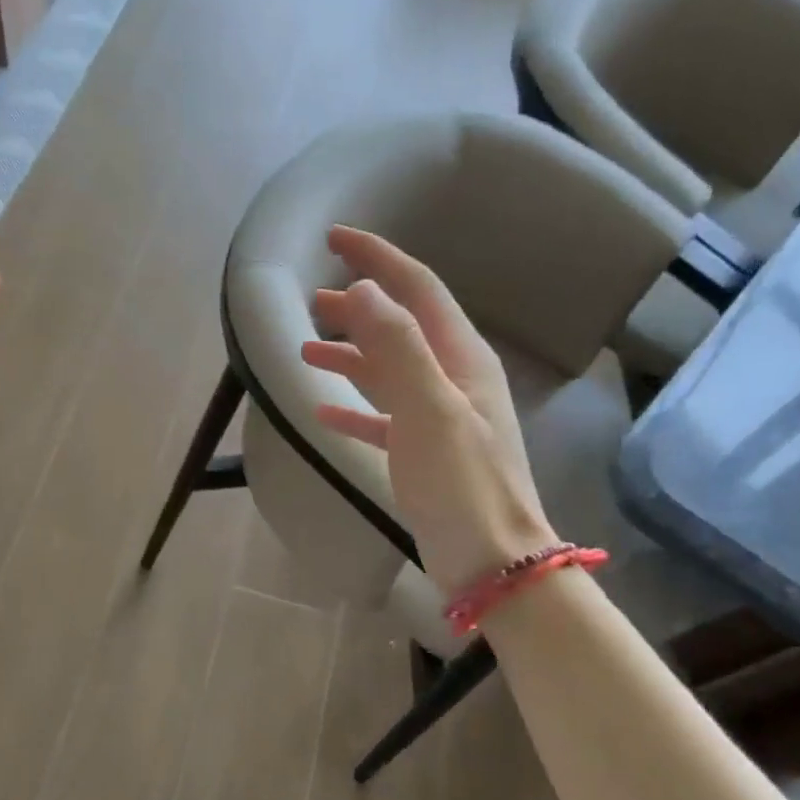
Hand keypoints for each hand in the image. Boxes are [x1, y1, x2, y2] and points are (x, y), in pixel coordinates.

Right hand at [299, 226, 553, 597]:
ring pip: (389, 370)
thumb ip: (397, 346)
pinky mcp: (426, 454)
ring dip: (350, 355)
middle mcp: (454, 379)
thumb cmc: (461, 483)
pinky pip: (384, 417)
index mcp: (461, 358)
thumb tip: (362, 291)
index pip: (417, 289)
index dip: (378, 259)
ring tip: (305, 350)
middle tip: (311, 298)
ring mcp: (441, 418)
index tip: (337, 238)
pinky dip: (355, 407)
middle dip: (357, 307)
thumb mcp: (429, 408)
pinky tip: (324, 411)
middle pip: (400, 326)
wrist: (493, 561)